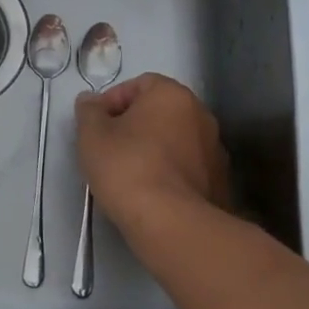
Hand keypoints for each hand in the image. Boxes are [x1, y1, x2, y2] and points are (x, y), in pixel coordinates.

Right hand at [75, 73, 229, 247]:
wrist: (171, 223)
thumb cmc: (127, 167)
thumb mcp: (92, 135)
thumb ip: (89, 111)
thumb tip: (91, 101)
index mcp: (172, 94)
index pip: (139, 84)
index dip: (113, 102)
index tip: (96, 126)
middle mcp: (201, 114)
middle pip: (160, 112)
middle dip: (134, 126)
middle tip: (109, 149)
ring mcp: (215, 149)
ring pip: (175, 140)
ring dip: (154, 149)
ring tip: (129, 175)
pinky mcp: (220, 182)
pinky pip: (187, 167)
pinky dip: (170, 173)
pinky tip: (151, 194)